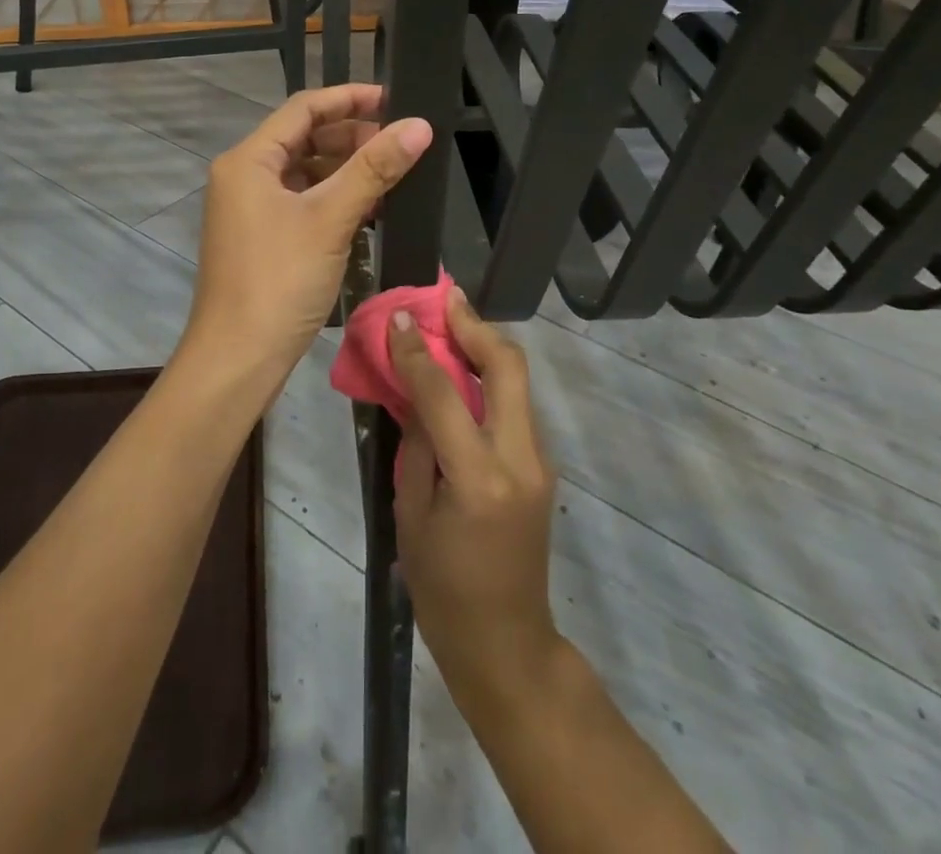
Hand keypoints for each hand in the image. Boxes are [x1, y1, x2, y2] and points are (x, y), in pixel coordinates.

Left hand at [180, 82, 432, 395]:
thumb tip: (419, 125)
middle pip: (303, 138)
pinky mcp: (262, 236)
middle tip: (399, 143)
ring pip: (305, 171)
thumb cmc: (279, 281)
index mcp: (248, 160)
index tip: (394, 99)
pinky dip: (334, 199)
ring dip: (346, 169)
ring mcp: (250, 208)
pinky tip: (370, 209)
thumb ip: (373, 168)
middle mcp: (244, 175)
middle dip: (352, 136)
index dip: (349, 98)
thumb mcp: (330, 219)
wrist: (238, 359)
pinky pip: (302, 201)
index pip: (303, 109)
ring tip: (392, 174)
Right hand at [392, 289, 561, 705]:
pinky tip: (462, 371)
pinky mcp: (542, 464)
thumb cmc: (442, 587)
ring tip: (450, 322)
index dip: (418, 351)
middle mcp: (520, 460)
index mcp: (480, 480)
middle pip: (508, 367)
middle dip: (475, 325)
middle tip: (445, 299)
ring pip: (517, 380)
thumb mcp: (411, 514)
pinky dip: (489, 376)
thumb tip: (415, 386)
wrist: (506, 641)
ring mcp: (540, 460)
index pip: (445, 395)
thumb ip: (416, 443)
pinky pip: (515, 404)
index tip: (399, 318)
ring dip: (484, 345)